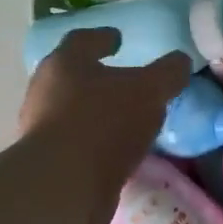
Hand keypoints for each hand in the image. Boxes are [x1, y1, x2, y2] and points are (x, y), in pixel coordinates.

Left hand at [18, 29, 188, 209]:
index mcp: (65, 63)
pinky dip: (97, 142)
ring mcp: (42, 128)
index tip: (118, 38)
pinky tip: (118, 150)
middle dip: (99, 78)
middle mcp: (46, 91)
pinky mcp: (49, 162)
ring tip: (129, 120)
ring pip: (74, 111)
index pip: (83, 40)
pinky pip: (78, 143)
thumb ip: (167, 73)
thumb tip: (180, 61)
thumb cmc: (105, 123)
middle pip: (73, 76)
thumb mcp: (149, 91)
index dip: (103, 37)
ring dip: (98, 113)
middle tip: (126, 81)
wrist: (64, 185)